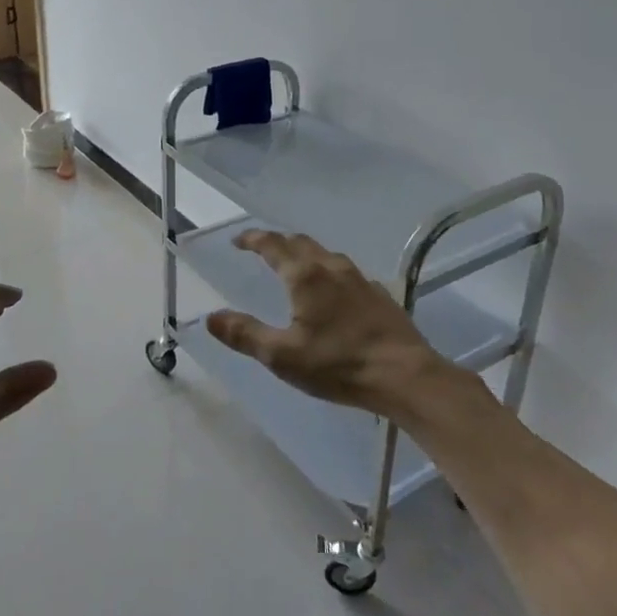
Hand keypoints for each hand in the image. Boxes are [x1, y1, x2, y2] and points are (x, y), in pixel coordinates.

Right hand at [206, 230, 472, 419]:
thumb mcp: (282, 356)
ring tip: (293, 266)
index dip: (252, 239)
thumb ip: (244, 334)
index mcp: (305, 277)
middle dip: (277, 241)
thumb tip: (211, 317)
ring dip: (304, 253)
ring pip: (325, 254)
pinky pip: (345, 271)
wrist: (405, 375)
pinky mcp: (378, 294)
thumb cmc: (339, 365)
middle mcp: (332, 268)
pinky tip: (331, 291)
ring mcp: (360, 279)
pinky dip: (327, 270)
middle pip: (300, 242)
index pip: (273, 245)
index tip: (237, 241)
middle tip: (260, 250)